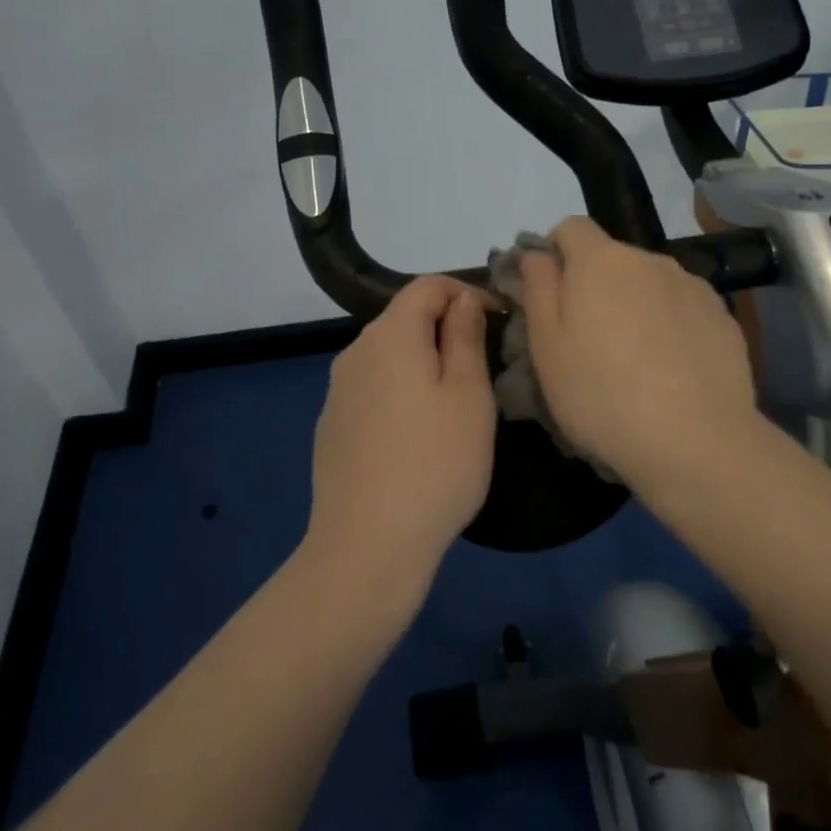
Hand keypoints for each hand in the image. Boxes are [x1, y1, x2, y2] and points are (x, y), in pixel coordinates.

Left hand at [305, 276, 495, 595]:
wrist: (368, 544)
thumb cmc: (435, 464)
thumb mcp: (468, 395)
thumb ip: (465, 337)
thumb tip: (462, 300)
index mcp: (390, 336)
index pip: (428, 286)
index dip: (467, 292)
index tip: (499, 320)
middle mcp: (355, 353)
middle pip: (404, 319)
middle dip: (445, 329)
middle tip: (483, 367)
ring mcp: (337, 392)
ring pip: (388, 357)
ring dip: (423, 364)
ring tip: (454, 405)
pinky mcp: (331, 426)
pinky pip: (373, 391)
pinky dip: (400, 394)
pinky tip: (417, 437)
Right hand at [519, 217, 758, 489]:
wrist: (695, 441)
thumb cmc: (601, 394)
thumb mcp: (546, 346)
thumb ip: (538, 288)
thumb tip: (537, 254)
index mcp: (601, 261)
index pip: (571, 227)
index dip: (554, 252)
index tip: (548, 292)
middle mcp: (651, 261)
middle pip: (612, 258)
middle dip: (595, 286)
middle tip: (586, 340)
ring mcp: (693, 287)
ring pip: (649, 284)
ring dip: (634, 306)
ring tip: (632, 361)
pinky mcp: (723, 317)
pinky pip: (683, 309)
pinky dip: (669, 327)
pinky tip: (669, 371)